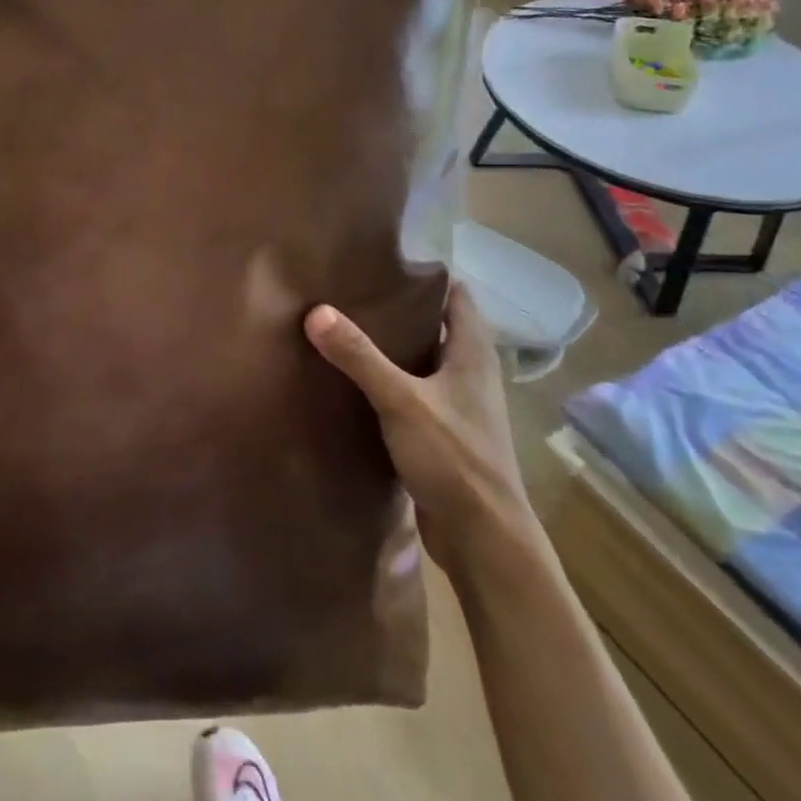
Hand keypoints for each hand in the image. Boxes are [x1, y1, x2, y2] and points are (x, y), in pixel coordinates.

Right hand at [305, 283, 532, 564]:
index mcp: (473, 354)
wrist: (484, 539)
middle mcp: (470, 374)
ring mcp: (458, 407)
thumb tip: (316, 312)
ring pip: (423, 362)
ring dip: (393, 348)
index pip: (457, 296)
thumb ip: (360, 357)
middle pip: (437, 327)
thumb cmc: (455, 459)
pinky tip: (354, 383)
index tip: (384, 261)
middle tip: (352, 292)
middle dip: (399, 309)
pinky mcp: (443, 435)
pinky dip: (389, 383)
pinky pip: (413, 395)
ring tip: (346, 329)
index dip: (426, 275)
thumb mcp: (401, 401)